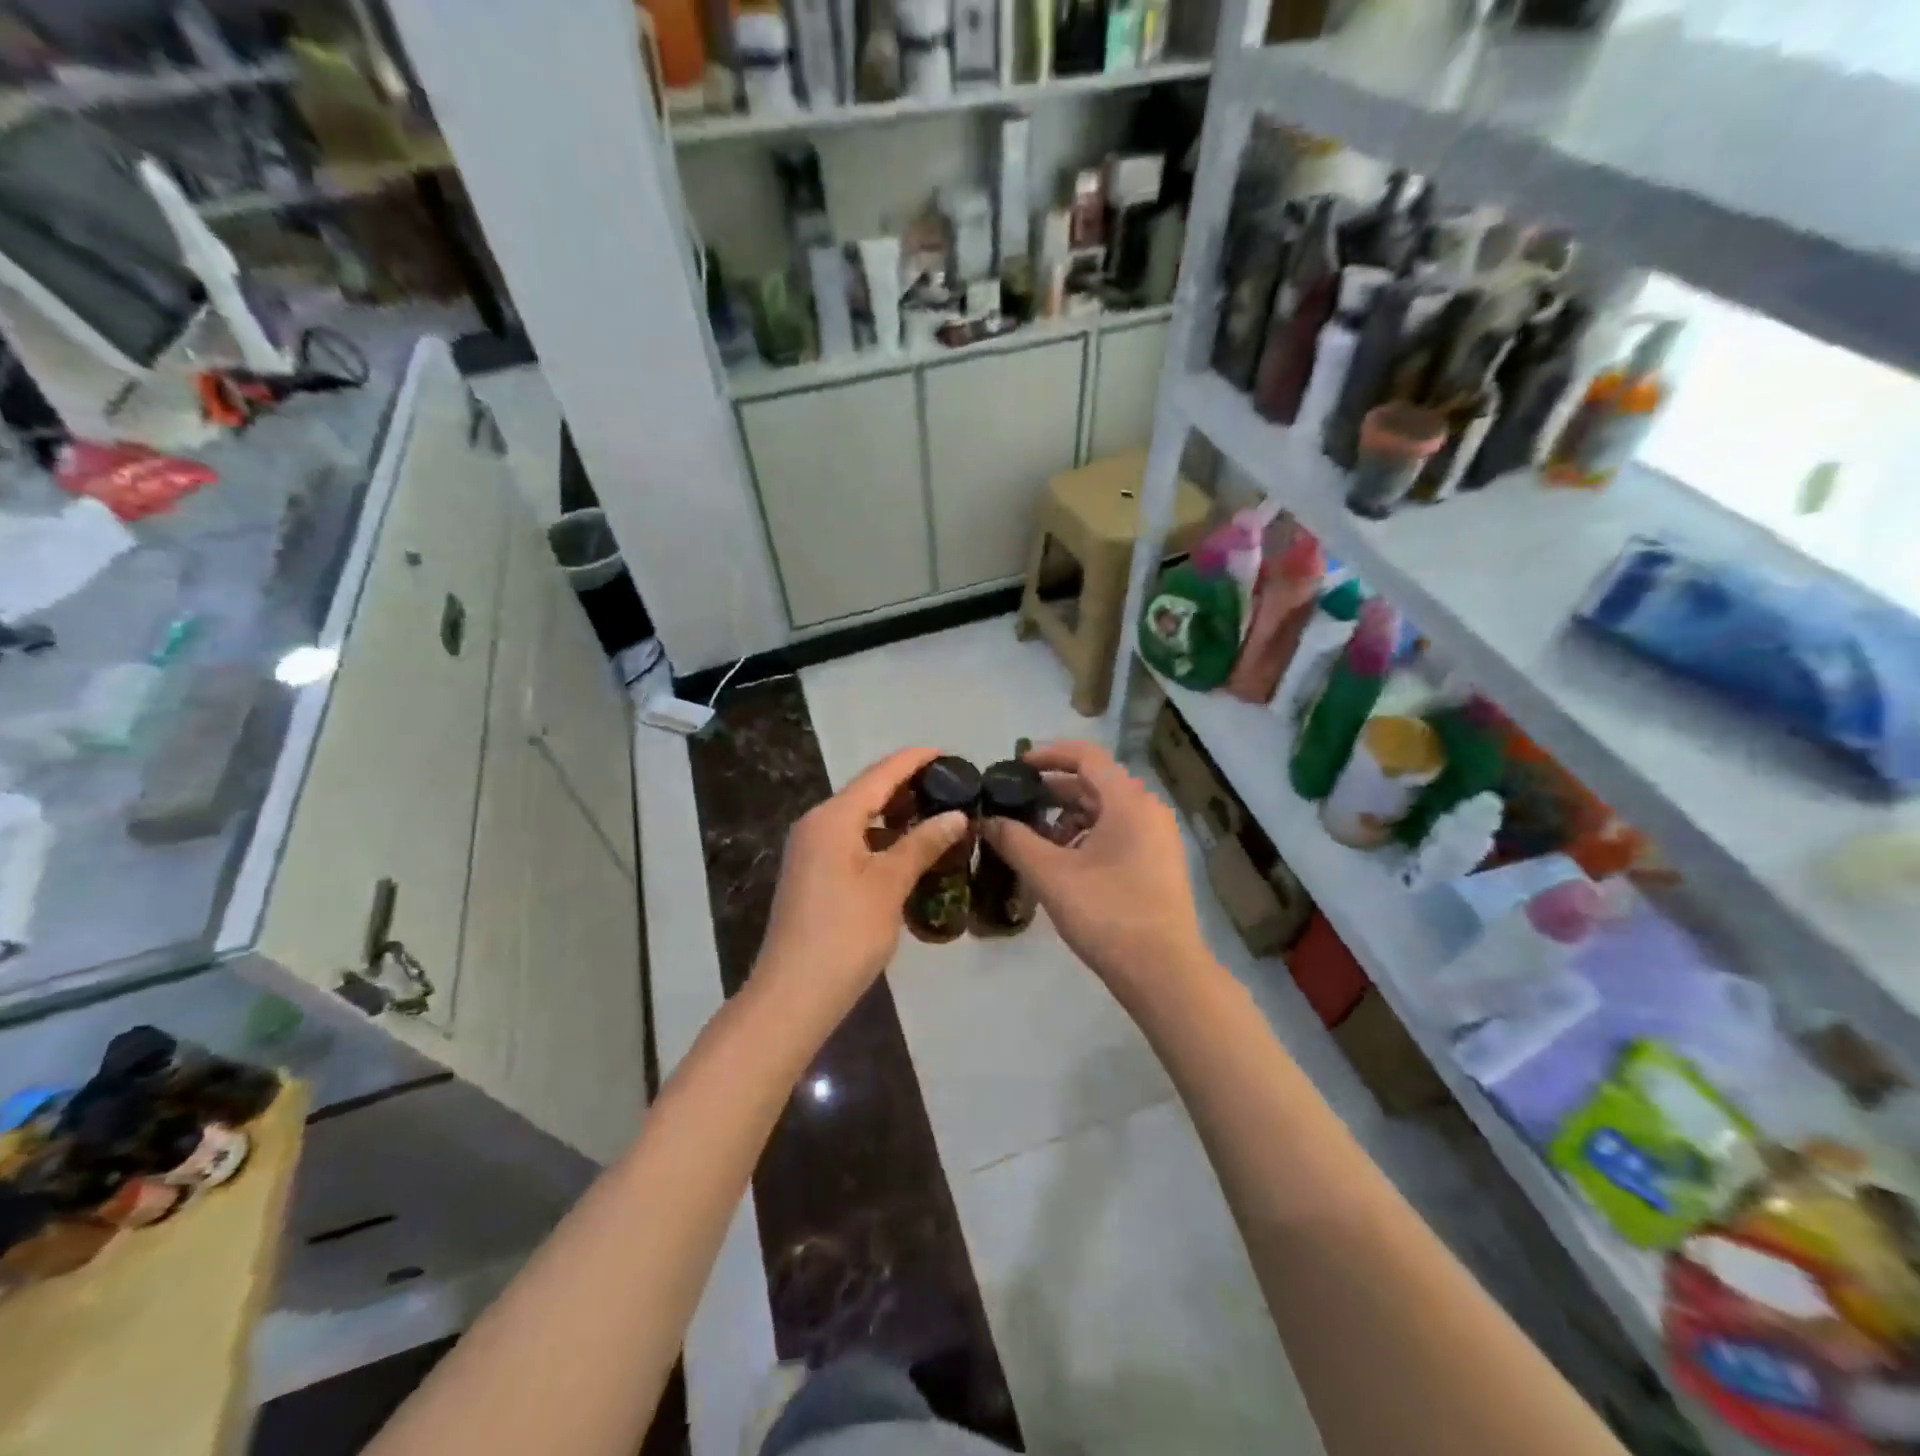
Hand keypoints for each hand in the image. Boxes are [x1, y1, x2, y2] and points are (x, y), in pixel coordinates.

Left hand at [754, 748, 967, 1019]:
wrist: (794, 992)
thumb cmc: (846, 933)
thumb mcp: (890, 884)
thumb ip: (922, 844)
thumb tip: (956, 815)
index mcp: (833, 817)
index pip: (881, 774)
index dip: (915, 760)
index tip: (948, 753)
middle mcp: (817, 824)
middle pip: (867, 792)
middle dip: (907, 787)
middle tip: (950, 788)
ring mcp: (811, 850)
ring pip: (859, 818)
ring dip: (895, 816)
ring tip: (936, 817)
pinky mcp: (812, 873)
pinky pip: (851, 841)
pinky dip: (881, 839)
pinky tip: (907, 852)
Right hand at [983, 740, 1212, 1007]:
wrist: (1164, 973)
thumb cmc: (1107, 913)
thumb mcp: (1051, 875)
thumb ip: (1015, 841)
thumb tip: (987, 820)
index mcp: (1128, 801)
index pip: (1086, 756)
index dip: (1048, 755)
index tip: (1016, 767)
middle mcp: (1148, 810)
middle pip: (1095, 784)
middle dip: (1053, 791)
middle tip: (1015, 804)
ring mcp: (1158, 838)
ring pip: (1106, 811)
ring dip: (1068, 817)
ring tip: (1035, 839)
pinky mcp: (1158, 863)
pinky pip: (1118, 833)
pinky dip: (1088, 837)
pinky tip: (1063, 862)